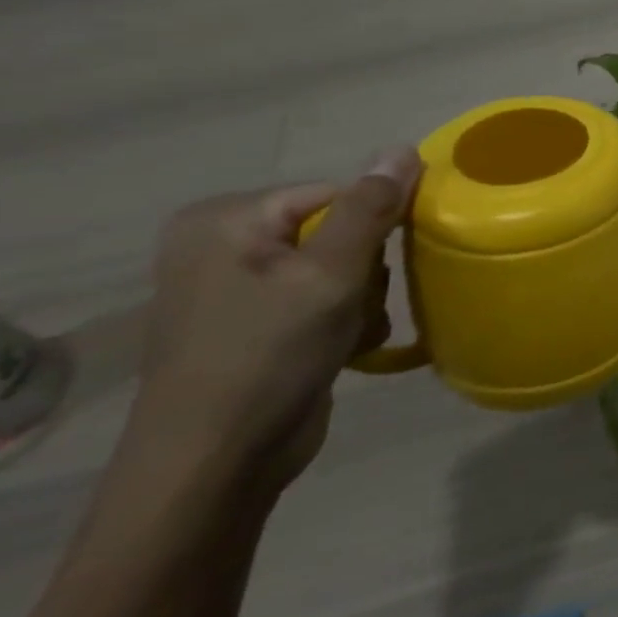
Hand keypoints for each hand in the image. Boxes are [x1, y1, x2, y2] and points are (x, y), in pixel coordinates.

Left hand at [132, 148, 421, 488]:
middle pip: (339, 229)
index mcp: (227, 219)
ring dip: (360, 300)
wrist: (214, 469)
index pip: (337, 193)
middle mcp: (225, 244)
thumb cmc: (268, 357)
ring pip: (339, 267)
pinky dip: (342, 320)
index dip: (374, 226)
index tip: (386, 264)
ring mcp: (237, 287)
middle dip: (365, 270)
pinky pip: (320, 298)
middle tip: (356, 306)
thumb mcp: (330, 276)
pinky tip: (342, 349)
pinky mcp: (254, 323)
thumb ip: (370, 209)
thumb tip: (403, 147)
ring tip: (348, 333)